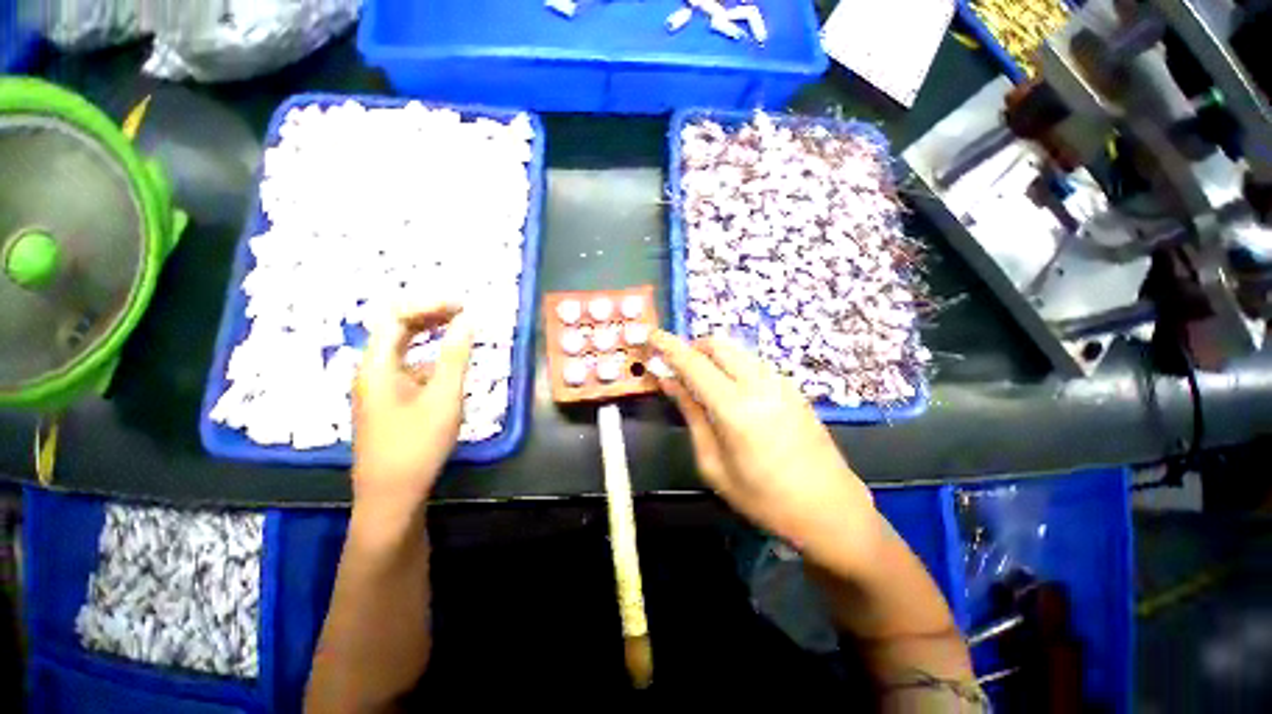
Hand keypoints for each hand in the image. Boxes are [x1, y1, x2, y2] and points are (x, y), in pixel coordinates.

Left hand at [352, 304, 473, 517]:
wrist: (391, 496)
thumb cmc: (417, 444)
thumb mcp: (444, 397)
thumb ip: (456, 355)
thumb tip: (468, 319)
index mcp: (376, 365)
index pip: (396, 316)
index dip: (429, 304)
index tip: (463, 305)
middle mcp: (371, 370)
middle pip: (395, 328)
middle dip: (429, 315)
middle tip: (464, 313)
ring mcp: (378, 387)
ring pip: (402, 348)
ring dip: (430, 334)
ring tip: (460, 329)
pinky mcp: (388, 401)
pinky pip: (407, 366)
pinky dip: (429, 356)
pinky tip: (449, 364)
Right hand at [650, 330, 883, 574]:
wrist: (830, 509)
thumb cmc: (764, 498)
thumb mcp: (714, 464)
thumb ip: (691, 415)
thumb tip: (669, 382)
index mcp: (735, 407)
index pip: (693, 363)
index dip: (668, 346)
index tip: (651, 335)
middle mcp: (759, 384)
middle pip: (717, 344)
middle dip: (692, 347)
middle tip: (677, 368)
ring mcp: (780, 382)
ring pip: (737, 350)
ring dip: (713, 355)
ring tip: (701, 380)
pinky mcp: (792, 387)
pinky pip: (753, 362)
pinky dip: (732, 364)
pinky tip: (730, 389)